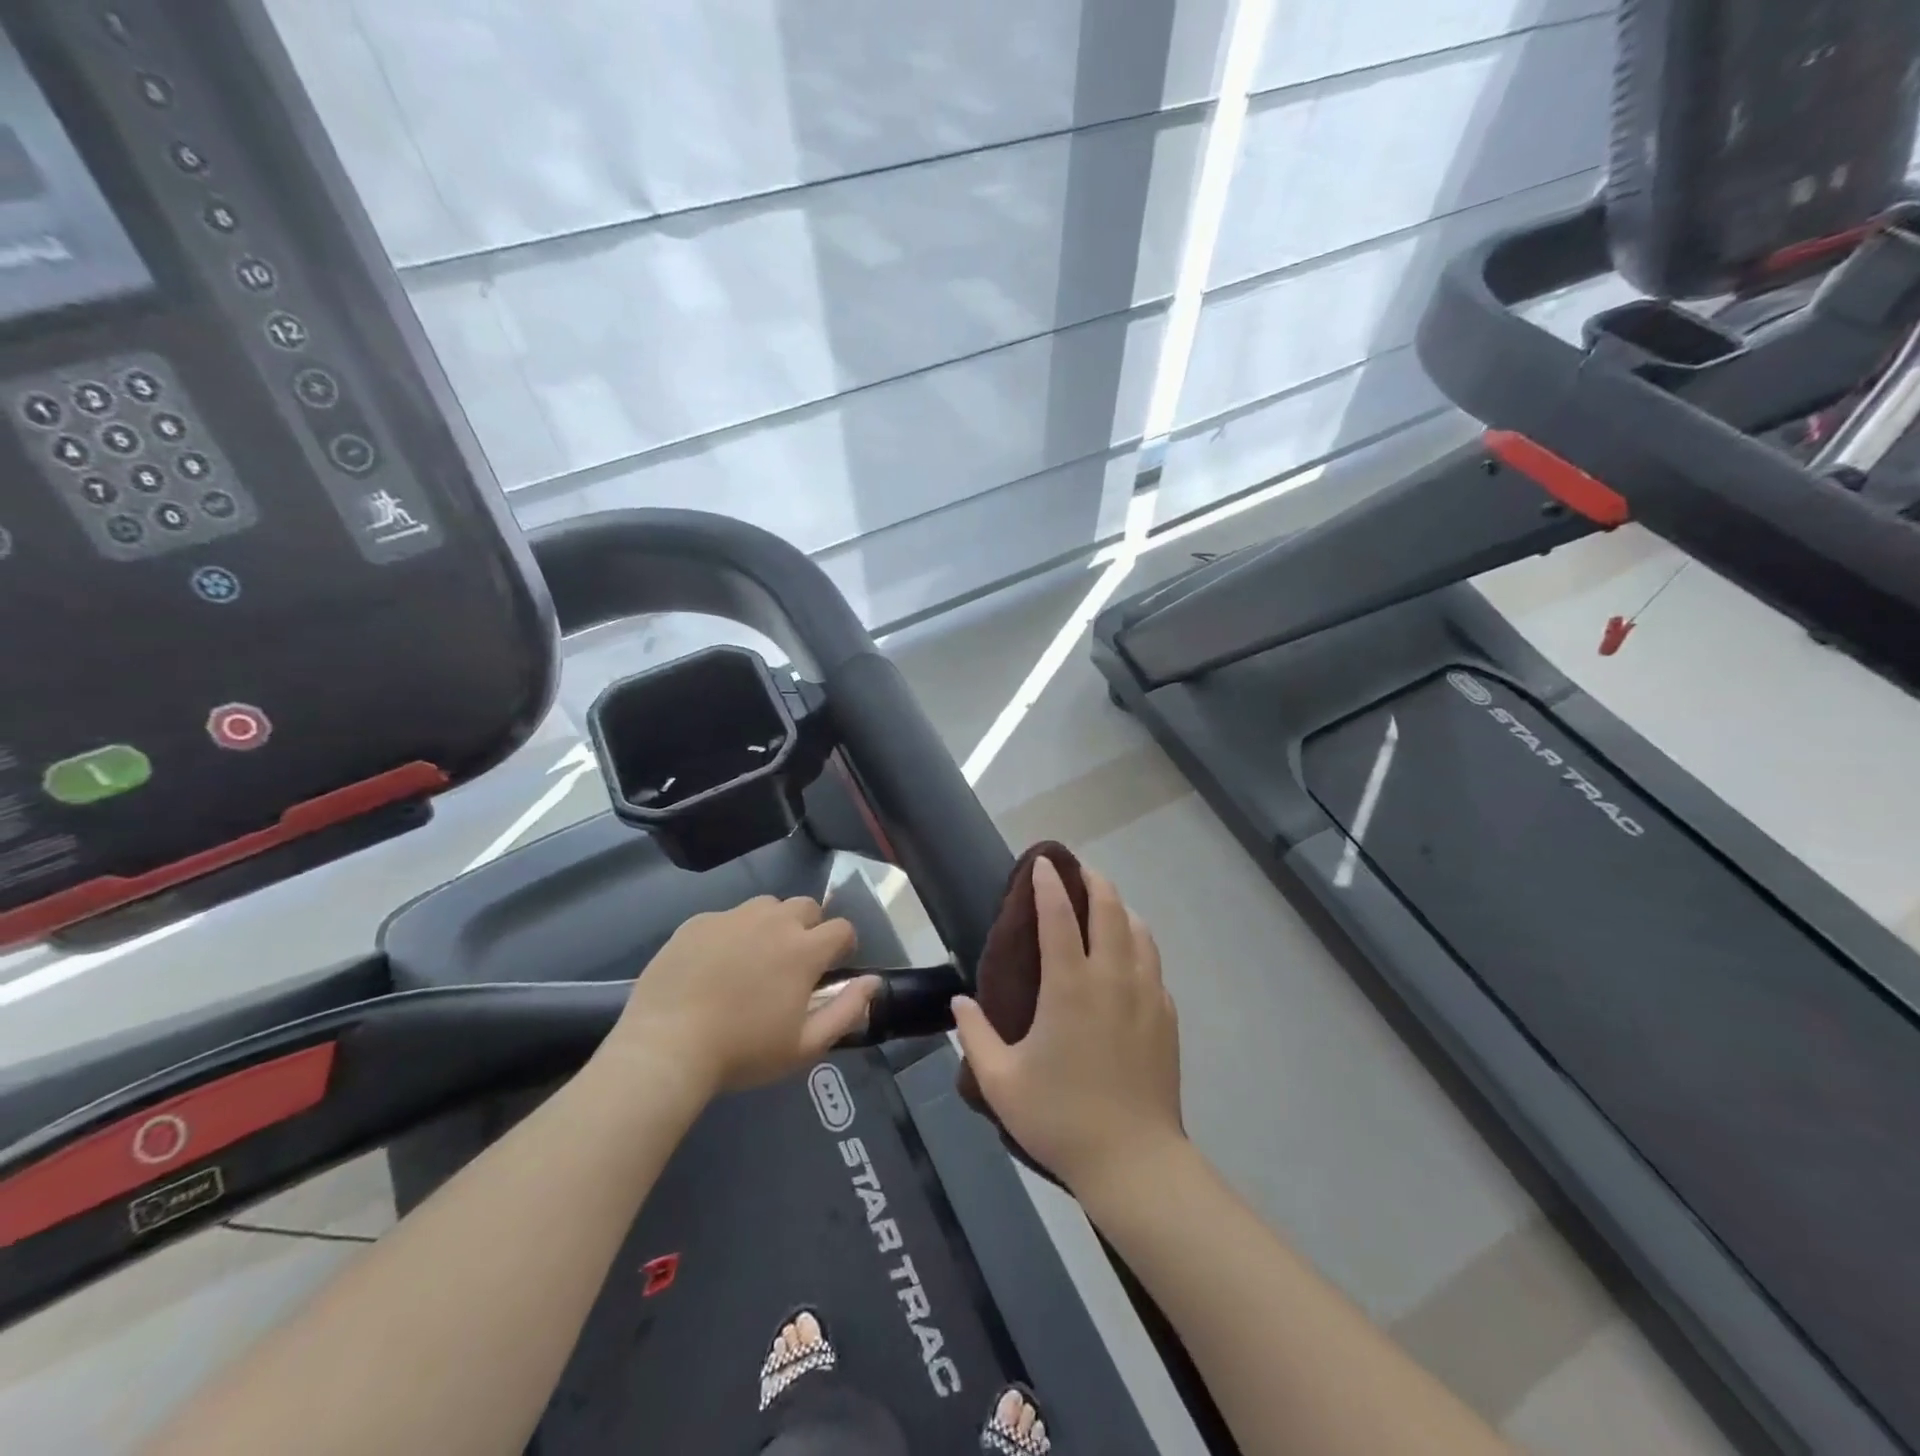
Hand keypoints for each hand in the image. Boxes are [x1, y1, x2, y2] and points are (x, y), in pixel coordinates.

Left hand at [605, 896, 874, 1096]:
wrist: (665, 1047)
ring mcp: (732, 917)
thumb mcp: (805, 1045)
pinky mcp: (697, 922)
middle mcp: (773, 921)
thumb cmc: (743, 1051)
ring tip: (753, 960)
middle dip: (808, 928)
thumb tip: (873, 982)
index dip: (843, 946)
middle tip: (791, 963)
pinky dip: (730, 933)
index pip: (842, 928)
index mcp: (804, 949)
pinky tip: (714, 965)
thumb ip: (847, 1010)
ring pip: (766, 906)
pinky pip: (726, 917)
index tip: (830, 968)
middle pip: (806, 906)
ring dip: (771, 925)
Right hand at [951, 860, 1184, 1193]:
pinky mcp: (1166, 1017)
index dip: (1049, 884)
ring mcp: (1146, 995)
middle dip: (1094, 881)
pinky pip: (1154, 964)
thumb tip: (960, 1002)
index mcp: (1069, 986)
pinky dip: (1140, 945)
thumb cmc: (1060, 1117)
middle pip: (1110, 910)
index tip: (1042, 862)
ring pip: (1140, 932)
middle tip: (1078, 871)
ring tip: (1106, 906)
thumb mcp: (1000, 1081)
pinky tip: (1130, 959)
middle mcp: (1112, 978)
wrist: (1133, 1161)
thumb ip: (974, 1036)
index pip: (1059, 916)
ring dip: (1121, 909)